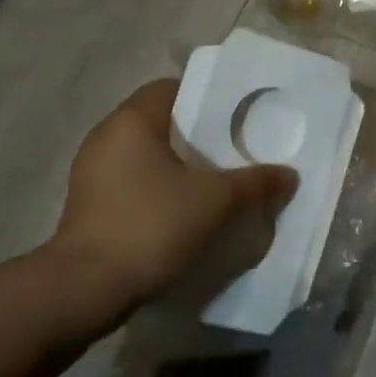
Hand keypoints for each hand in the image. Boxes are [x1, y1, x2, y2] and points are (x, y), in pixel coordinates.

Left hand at [51, 80, 298, 310]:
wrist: (86, 289)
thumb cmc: (151, 225)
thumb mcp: (214, 202)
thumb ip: (254, 183)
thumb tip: (289, 176)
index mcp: (132, 120)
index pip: (171, 88)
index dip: (205, 97)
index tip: (234, 117)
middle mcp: (106, 135)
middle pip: (159, 121)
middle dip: (195, 134)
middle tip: (231, 150)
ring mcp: (91, 171)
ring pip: (144, 154)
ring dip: (175, 164)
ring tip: (212, 182)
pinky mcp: (87, 203)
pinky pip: (130, 181)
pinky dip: (156, 187)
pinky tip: (180, 210)